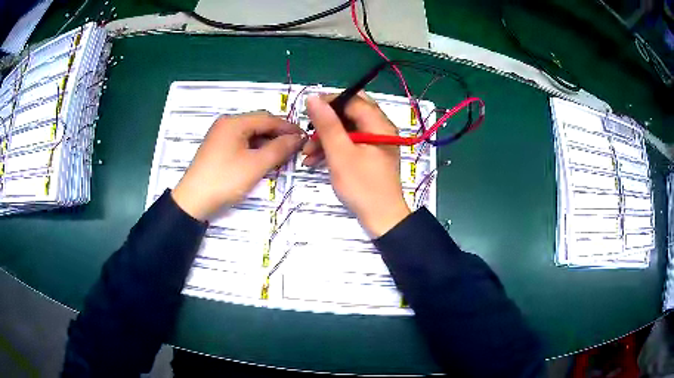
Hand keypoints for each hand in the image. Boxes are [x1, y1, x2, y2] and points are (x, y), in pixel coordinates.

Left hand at [172, 111, 304, 220]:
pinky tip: (264, 158)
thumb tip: (298, 138)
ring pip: (251, 134)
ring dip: (267, 142)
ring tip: (282, 155)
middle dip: (278, 135)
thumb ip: (279, 149)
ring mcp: (221, 136)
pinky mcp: (218, 148)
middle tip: (295, 148)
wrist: (193, 201)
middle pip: (259, 124)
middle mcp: (227, 124)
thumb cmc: (225, 179)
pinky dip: (255, 149)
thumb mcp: (255, 165)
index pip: (268, 118)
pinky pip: (242, 142)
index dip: (288, 127)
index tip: (304, 137)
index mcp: (234, 122)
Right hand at [302, 94, 410, 236]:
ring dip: (325, 138)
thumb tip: (313, 97)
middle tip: (308, 131)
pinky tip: (314, 161)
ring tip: (306, 154)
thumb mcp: (340, 153)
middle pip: (349, 113)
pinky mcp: (370, 155)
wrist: (381, 219)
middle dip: (326, 122)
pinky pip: (349, 144)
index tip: (307, 112)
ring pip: (347, 129)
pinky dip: (333, 149)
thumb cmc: (362, 186)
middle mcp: (380, 129)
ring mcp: (375, 143)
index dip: (329, 102)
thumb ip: (327, 124)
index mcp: (378, 124)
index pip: (352, 100)